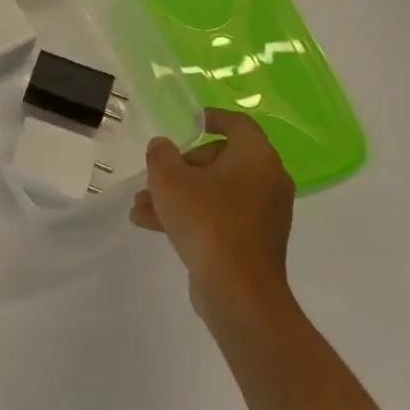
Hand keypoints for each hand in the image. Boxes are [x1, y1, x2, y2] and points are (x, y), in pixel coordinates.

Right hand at [131, 109, 297, 326]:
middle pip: (221, 160)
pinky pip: (220, 217)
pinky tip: (152, 225)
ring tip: (141, 206)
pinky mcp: (254, 242)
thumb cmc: (206, 221)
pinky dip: (192, 216)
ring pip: (215, 192)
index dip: (212, 118)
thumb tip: (164, 148)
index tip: (190, 122)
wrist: (237, 291)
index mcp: (256, 157)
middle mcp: (267, 181)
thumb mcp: (169, 179)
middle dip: (181, 167)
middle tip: (155, 176)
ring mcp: (263, 214)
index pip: (237, 124)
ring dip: (178, 195)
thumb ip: (161, 154)